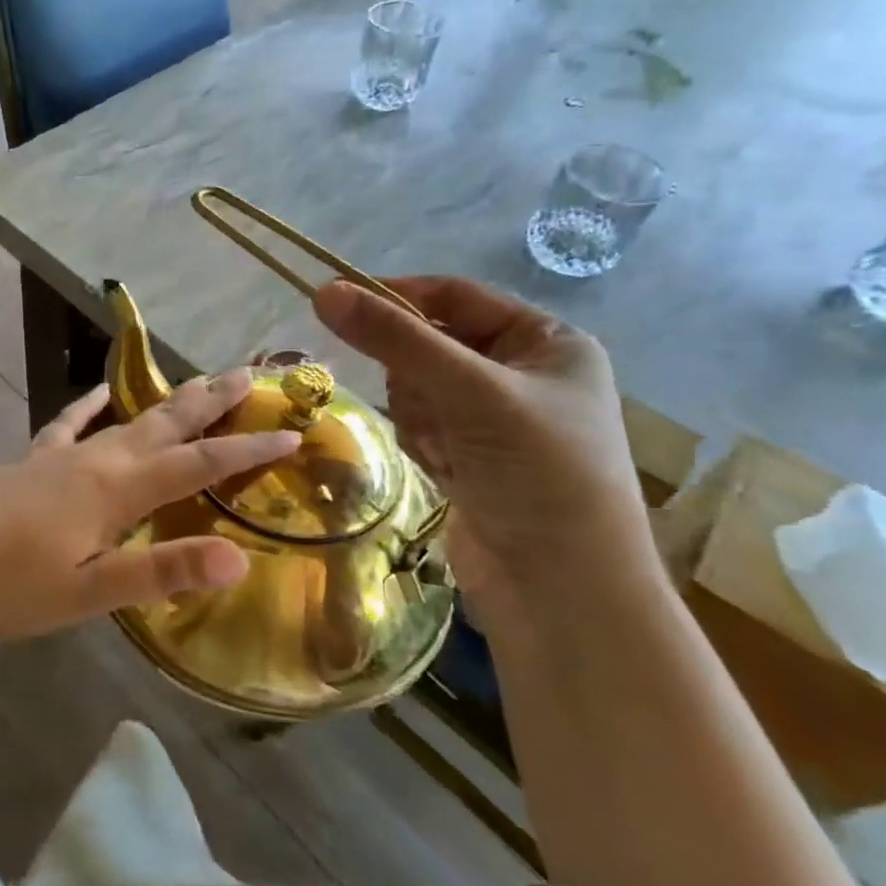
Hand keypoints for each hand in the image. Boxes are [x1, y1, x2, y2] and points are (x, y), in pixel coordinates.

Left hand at [0, 372, 299, 641]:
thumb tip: (238, 557)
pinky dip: (89, 406)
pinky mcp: (32, 462)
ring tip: (199, 380)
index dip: (247, 451)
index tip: (293, 432)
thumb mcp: (90, 594)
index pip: (197, 464)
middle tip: (253, 373)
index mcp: (116, 490)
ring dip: (169, 399)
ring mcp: (60, 456)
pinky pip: (68, 424)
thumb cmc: (11, 589)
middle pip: (166, 423)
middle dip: (213, 401)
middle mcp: (96, 460)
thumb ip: (161, 571)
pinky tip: (100, 393)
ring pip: (128, 418)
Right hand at [313, 277, 655, 610]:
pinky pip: (420, 424)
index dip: (399, 297)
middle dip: (417, 377)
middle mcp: (523, 374)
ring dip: (419, 416)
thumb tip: (324, 292)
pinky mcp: (471, 457)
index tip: (340, 305)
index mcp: (547, 342)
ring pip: (417, 387)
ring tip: (448, 452)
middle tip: (431, 409)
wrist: (562, 592)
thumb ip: (396, 339)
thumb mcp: (470, 392)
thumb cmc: (538, 474)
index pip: (456, 296)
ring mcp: (496, 419)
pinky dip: (423, 444)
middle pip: (430, 344)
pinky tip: (449, 474)